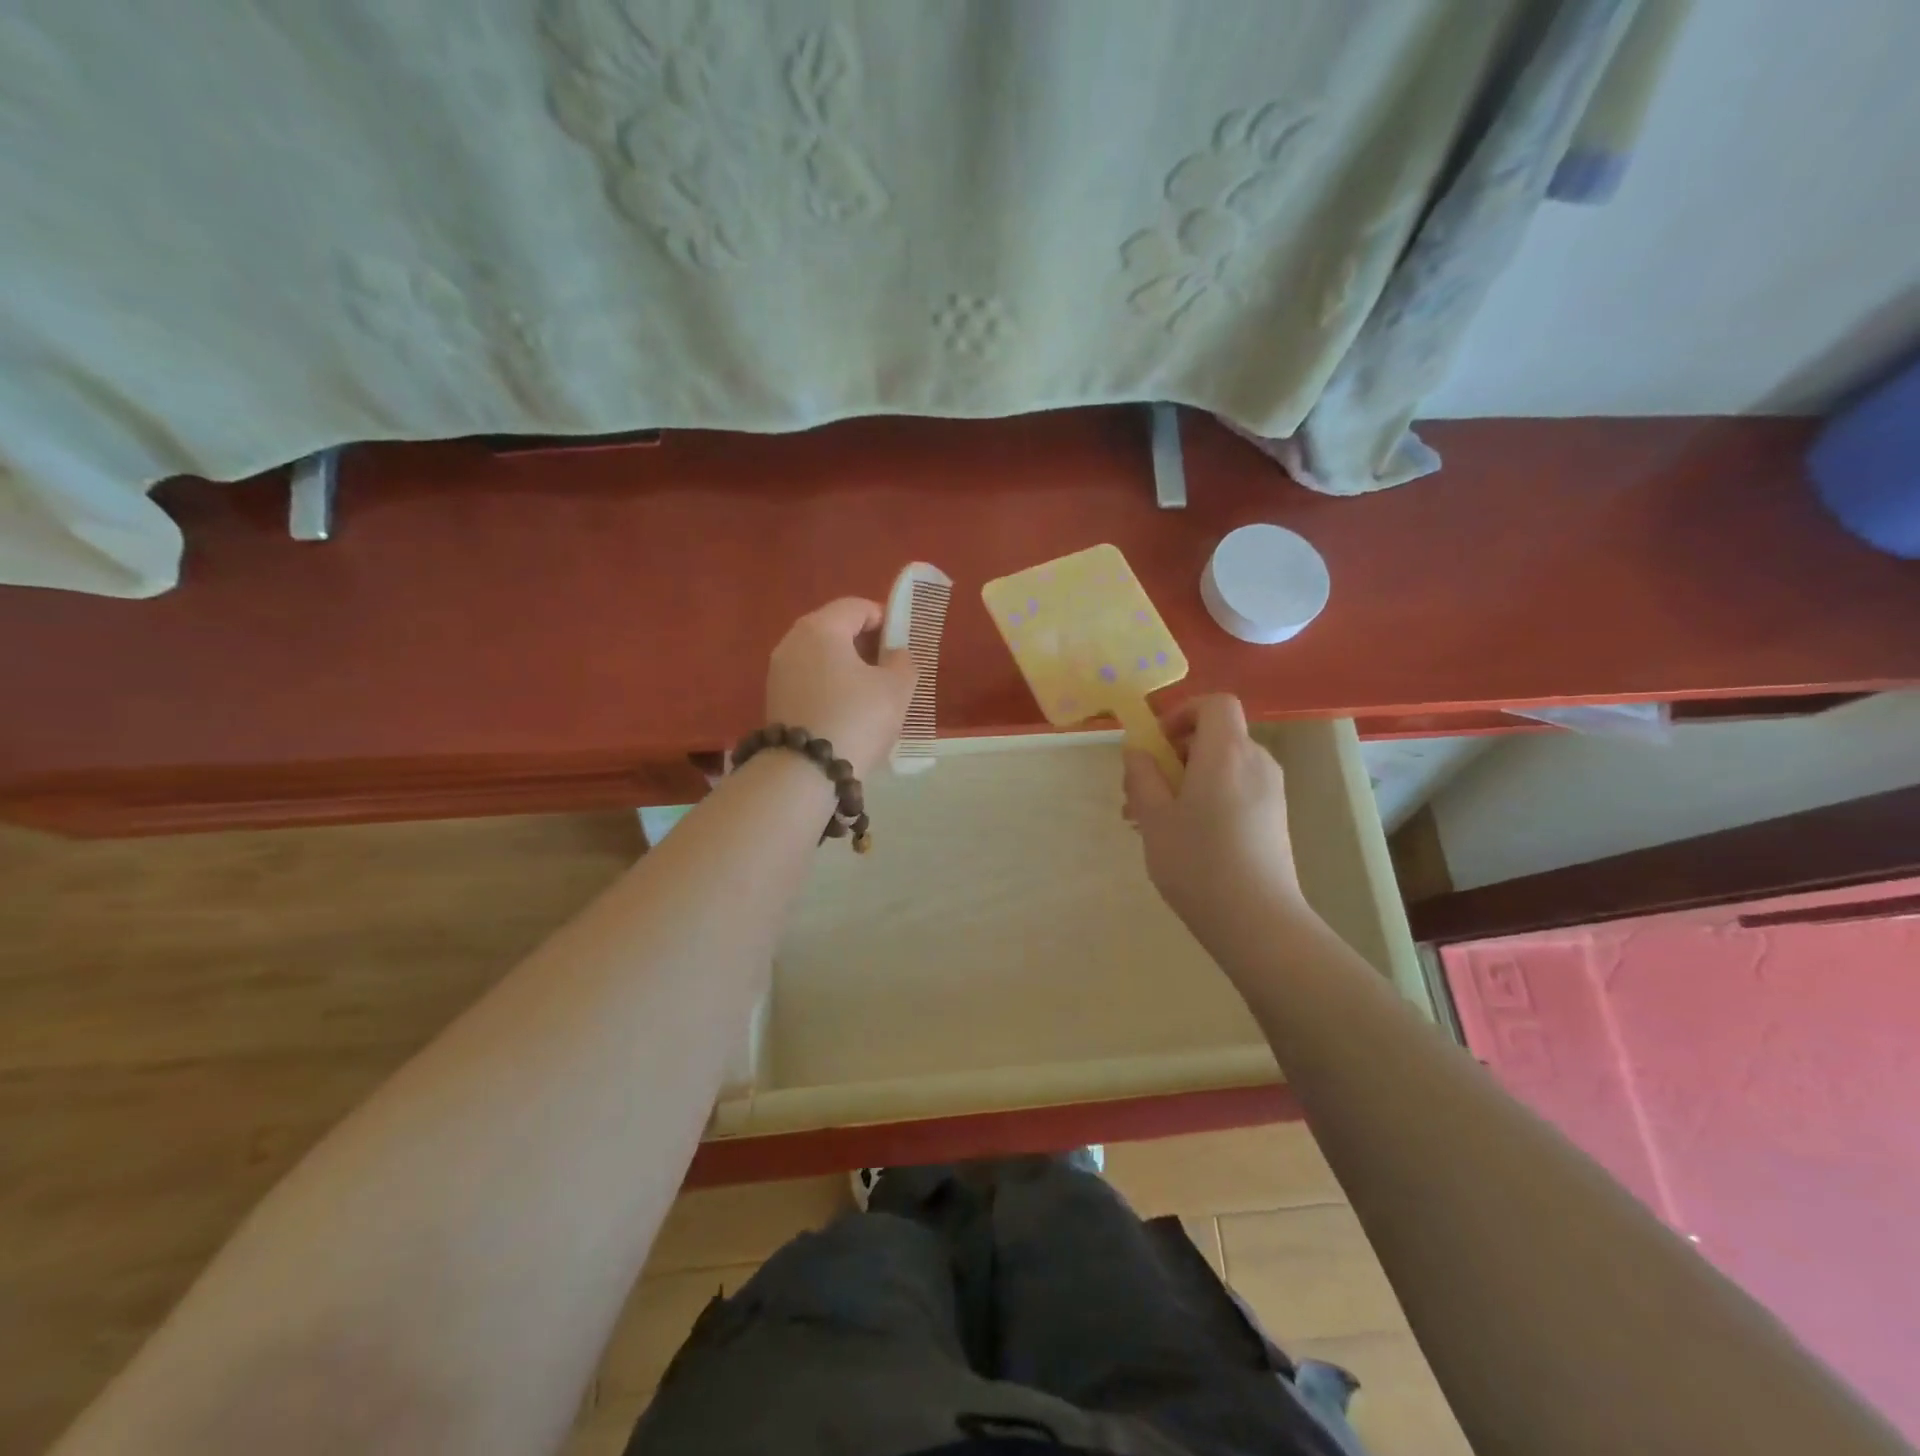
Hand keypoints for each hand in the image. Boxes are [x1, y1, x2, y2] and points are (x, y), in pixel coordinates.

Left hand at [765, 598, 916, 778]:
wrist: (805, 772)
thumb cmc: (856, 718)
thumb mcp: (896, 689)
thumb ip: (903, 662)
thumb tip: (895, 654)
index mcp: (821, 628)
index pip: (856, 607)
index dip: (884, 619)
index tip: (902, 643)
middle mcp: (793, 641)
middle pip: (835, 629)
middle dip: (864, 643)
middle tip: (890, 668)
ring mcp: (778, 671)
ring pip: (820, 656)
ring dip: (847, 667)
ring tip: (871, 693)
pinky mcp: (774, 699)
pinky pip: (809, 679)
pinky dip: (829, 685)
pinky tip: (847, 711)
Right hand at [1122, 695, 1307, 932]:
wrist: (1257, 921)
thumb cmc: (1198, 862)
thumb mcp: (1154, 818)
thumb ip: (1142, 776)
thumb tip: (1138, 752)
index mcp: (1226, 752)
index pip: (1215, 704)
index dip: (1183, 713)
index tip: (1156, 744)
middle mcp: (1256, 762)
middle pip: (1216, 736)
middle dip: (1175, 754)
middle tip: (1142, 791)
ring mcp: (1271, 791)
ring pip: (1223, 767)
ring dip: (1186, 780)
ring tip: (1154, 821)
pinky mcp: (1274, 817)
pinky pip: (1236, 789)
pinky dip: (1208, 797)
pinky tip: (1183, 836)